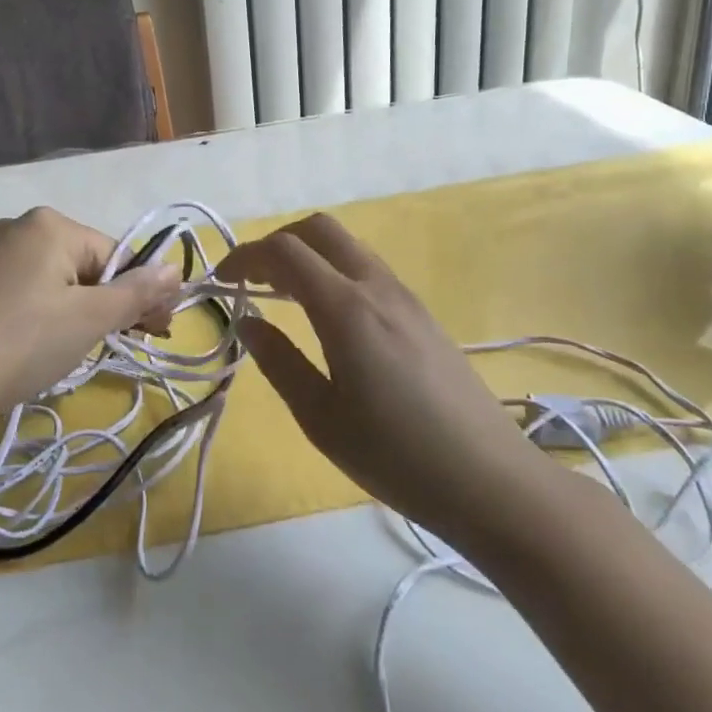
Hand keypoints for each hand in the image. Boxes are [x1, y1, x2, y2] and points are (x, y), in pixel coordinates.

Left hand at [0, 208, 180, 457]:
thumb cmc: (21, 342)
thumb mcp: (89, 319)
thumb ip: (136, 293)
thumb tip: (176, 270)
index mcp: (49, 224)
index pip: (114, 254)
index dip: (141, 293)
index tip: (159, 331)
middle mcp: (17, 227)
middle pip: (84, 265)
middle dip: (109, 304)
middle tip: (126, 344)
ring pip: (54, 282)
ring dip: (78, 313)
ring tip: (77, 351)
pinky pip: (23, 293)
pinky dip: (42, 316)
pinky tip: (37, 347)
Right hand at [218, 214, 550, 536]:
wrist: (492, 481)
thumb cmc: (396, 456)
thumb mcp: (320, 418)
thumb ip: (278, 362)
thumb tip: (248, 320)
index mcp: (346, 309)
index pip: (284, 252)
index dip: (244, 256)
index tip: (220, 280)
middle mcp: (377, 287)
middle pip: (319, 229)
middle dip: (276, 242)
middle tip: (251, 279)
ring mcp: (406, 297)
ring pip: (347, 245)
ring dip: (308, 254)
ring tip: (283, 295)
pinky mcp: (423, 314)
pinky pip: (368, 269)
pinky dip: (334, 270)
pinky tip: (327, 315)